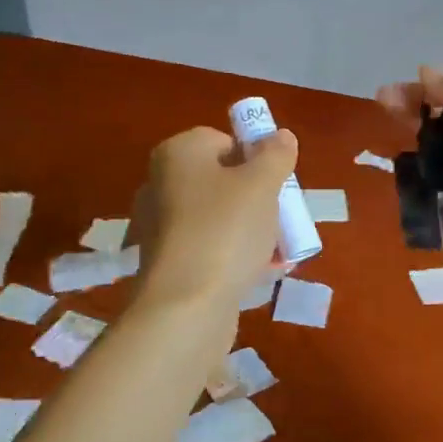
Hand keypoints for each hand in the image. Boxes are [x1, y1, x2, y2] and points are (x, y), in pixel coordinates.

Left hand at [130, 126, 295, 307]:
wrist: (186, 305)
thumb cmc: (225, 230)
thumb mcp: (262, 185)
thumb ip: (276, 155)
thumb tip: (281, 136)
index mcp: (177, 154)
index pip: (222, 140)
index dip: (255, 159)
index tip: (276, 184)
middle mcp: (161, 184)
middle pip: (223, 180)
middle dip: (257, 199)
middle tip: (281, 218)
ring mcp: (161, 226)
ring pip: (219, 217)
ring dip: (251, 229)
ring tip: (279, 250)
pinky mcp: (168, 263)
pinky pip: (210, 248)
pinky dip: (234, 254)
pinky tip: (262, 272)